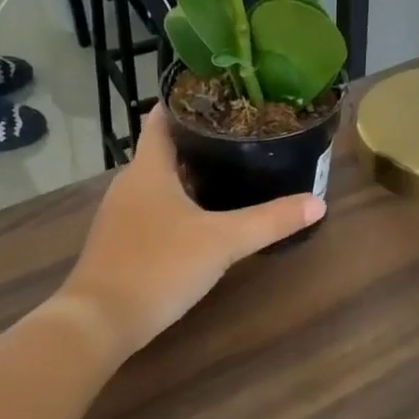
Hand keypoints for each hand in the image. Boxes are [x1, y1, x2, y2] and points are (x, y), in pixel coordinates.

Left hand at [59, 106, 324, 358]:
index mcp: (148, 169)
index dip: (186, 103)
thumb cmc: (159, 266)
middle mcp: (129, 184)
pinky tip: (201, 219)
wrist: (100, 321)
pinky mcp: (120, 243)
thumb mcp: (223, 241)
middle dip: (199, 142)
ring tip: (229, 172)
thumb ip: (270, 221)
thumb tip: (318, 202)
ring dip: (188, 176)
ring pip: (158, 183)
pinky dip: (177, 206)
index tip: (220, 96)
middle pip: (163, 151)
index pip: (161, 119)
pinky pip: (152, 211)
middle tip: (241, 136)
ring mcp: (120, 215)